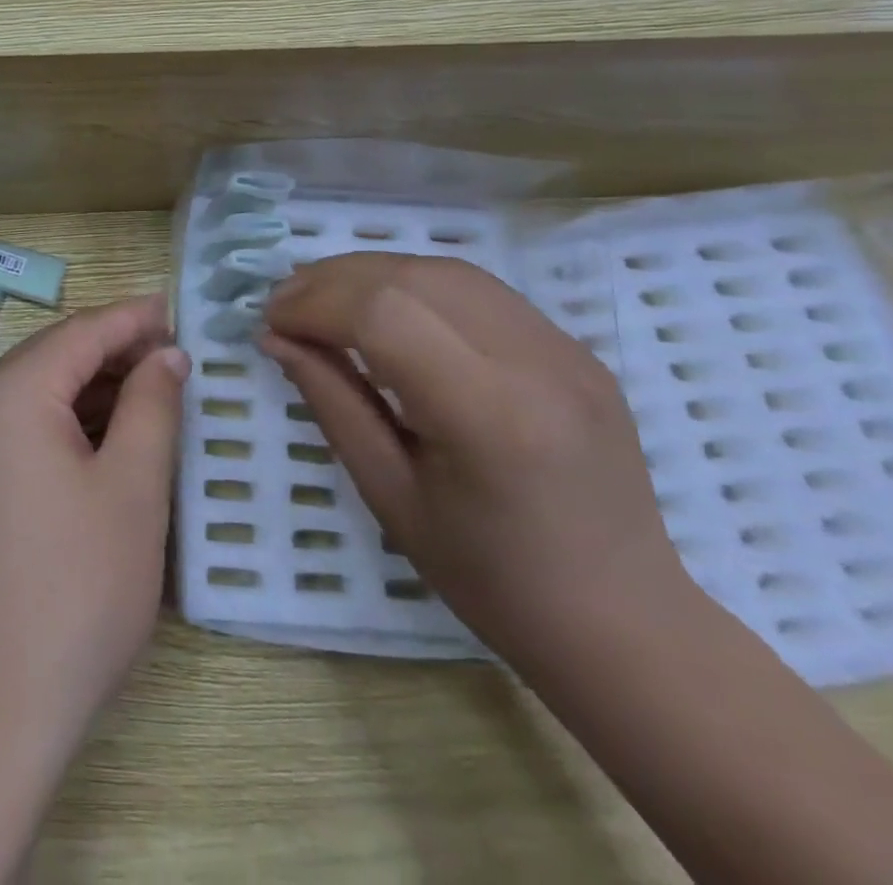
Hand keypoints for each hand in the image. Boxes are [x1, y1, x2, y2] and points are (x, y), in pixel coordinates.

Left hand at [0, 293, 187, 761]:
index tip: (179, 310)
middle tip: (176, 359)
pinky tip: (109, 444)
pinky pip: (23, 432)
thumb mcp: (132, 489)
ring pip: (38, 396)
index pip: (80, 332)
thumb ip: (151, 407)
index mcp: (10, 395)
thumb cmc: (75, 589)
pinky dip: (69, 427)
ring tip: (153, 397)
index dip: (133, 318)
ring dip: (94, 391)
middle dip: (115, 352)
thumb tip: (167, 355)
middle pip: (54, 358)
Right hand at [261, 253, 689, 664]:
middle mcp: (535, 362)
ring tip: (323, 298)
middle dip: (332, 280)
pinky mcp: (572, 347)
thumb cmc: (490, 577)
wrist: (623, 621)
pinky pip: (477, 290)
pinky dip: (413, 283)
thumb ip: (331, 402)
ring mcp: (564, 348)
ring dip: (370, 272)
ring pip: (444, 270)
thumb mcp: (389, 494)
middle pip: (411, 277)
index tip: (270, 320)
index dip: (314, 305)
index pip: (384, 315)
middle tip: (285, 303)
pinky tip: (383, 308)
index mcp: (489, 415)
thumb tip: (275, 338)